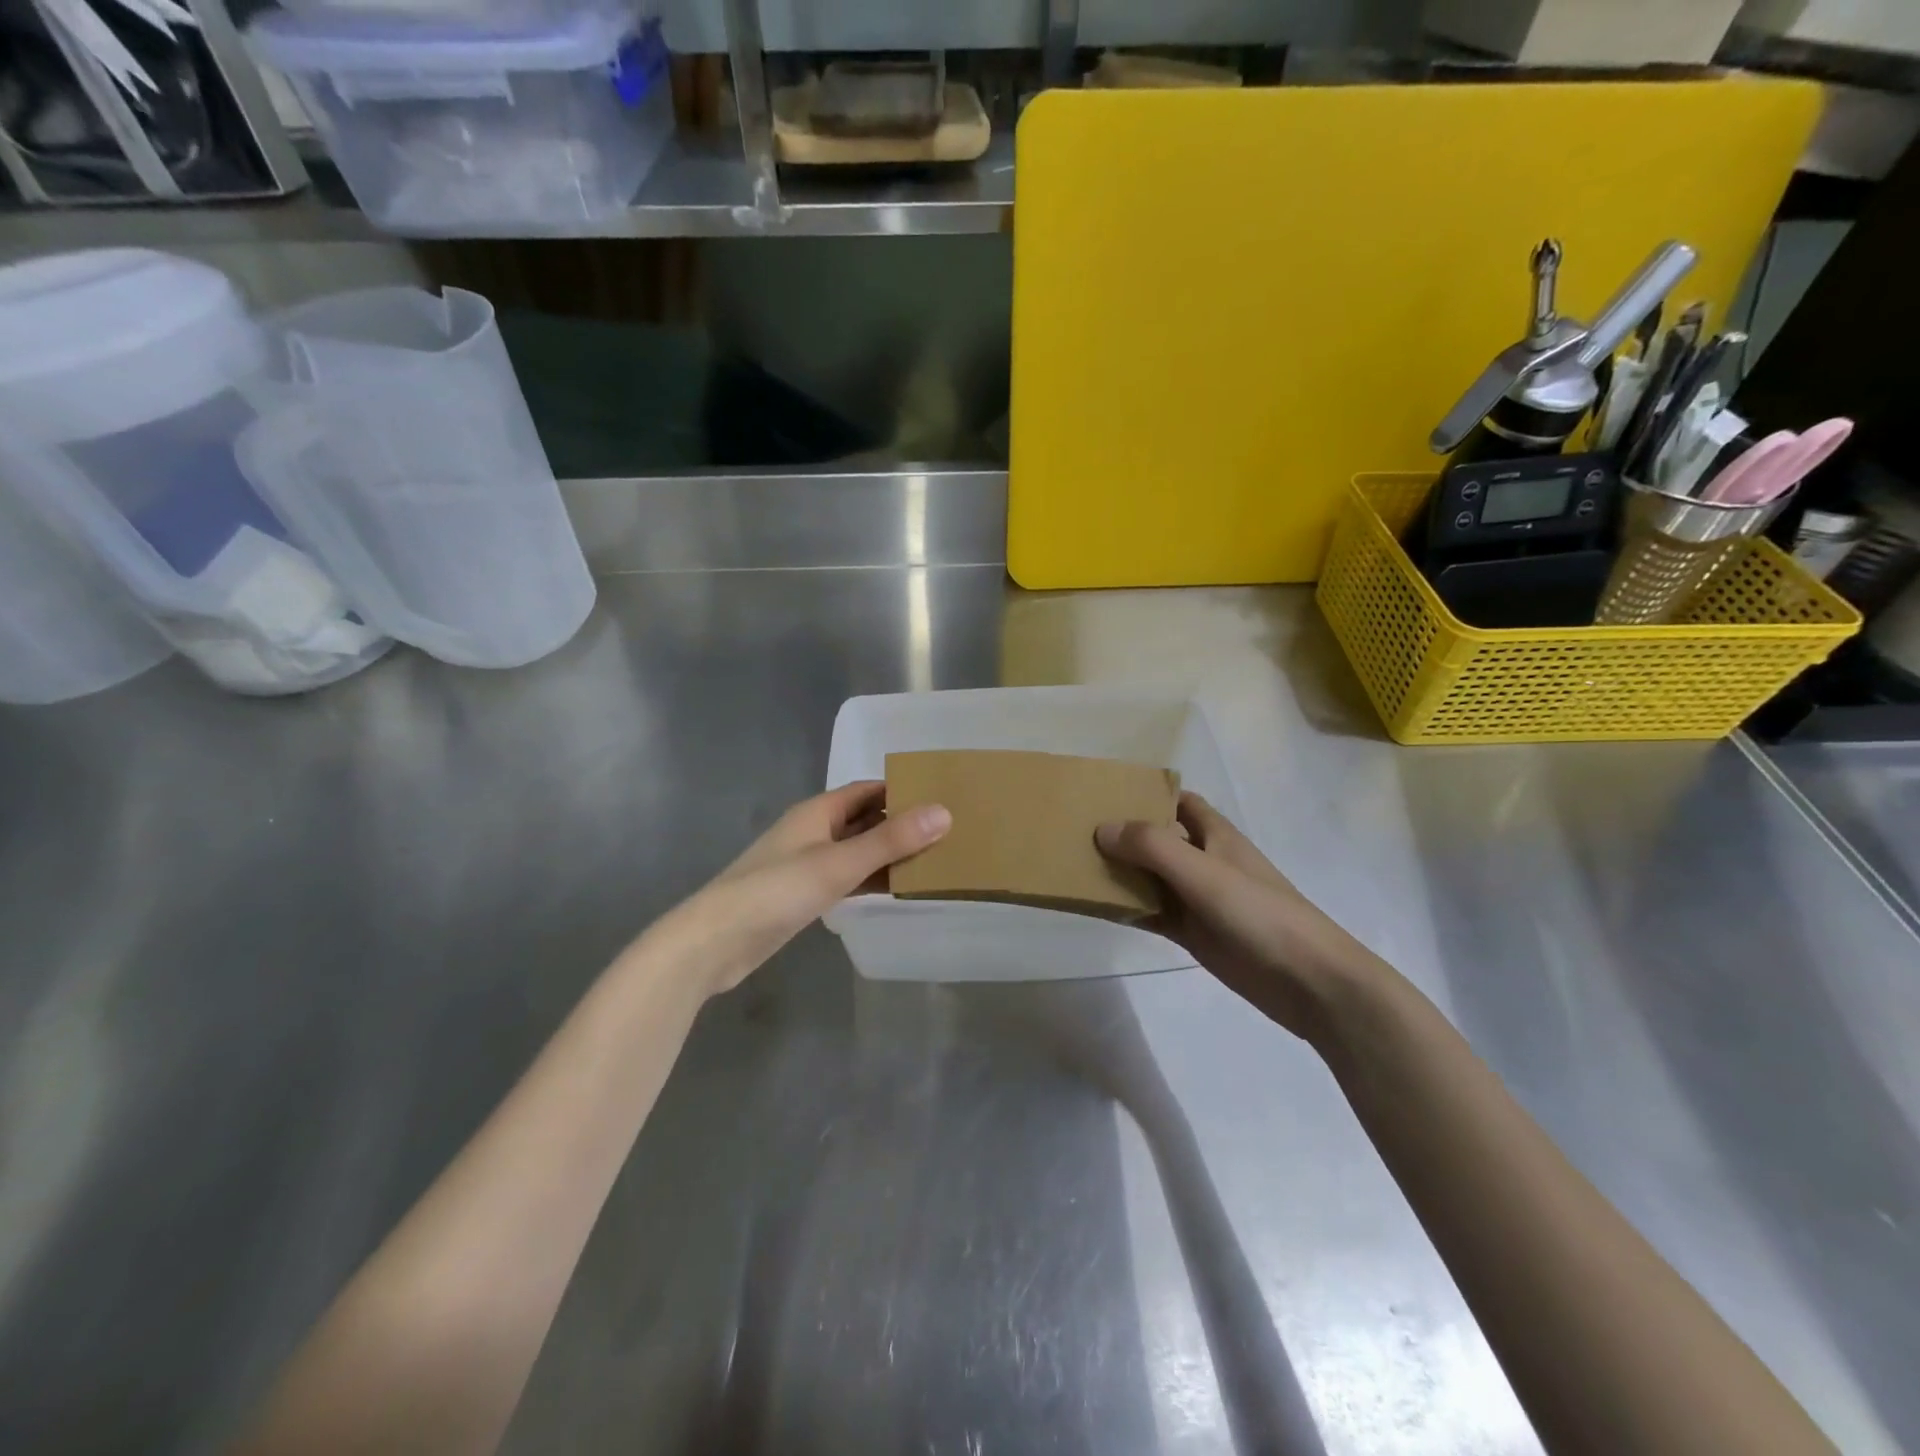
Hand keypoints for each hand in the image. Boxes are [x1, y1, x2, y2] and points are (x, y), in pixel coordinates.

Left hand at [661, 782, 949, 997]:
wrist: (716, 941)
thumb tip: (944, 812)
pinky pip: (848, 878)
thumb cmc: (776, 891)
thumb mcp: (839, 863)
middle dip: (901, 824)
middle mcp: (814, 831)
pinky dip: (872, 880)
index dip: (903, 791)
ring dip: (889, 855)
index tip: (943, 798)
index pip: (868, 790)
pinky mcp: (804, 894)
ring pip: (858, 851)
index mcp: (818, 811)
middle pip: (865, 819)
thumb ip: (891, 840)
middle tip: (949, 833)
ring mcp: (808, 864)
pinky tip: (898, 890)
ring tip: (935, 861)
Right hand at [1096, 792, 1378, 1041]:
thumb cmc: (1259, 913)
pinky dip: (1129, 909)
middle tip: (1076, 831)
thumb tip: (1102, 829)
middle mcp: (1204, 861)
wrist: (1308, 981)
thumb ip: (1152, 847)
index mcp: (1215, 834)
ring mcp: (1199, 899)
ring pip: (1152, 878)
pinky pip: (1154, 913)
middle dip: (1124, 833)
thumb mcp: (1203, 872)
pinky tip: (1099, 909)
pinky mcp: (1195, 934)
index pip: (1178, 801)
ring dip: (1121, 873)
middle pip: (1158, 839)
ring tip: (1075, 866)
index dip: (1147, 794)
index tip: (1104, 794)